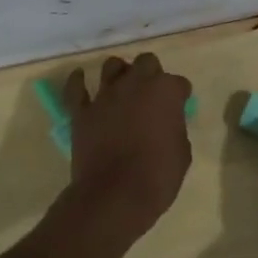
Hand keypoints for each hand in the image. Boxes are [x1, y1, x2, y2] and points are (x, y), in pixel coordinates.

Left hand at [61, 52, 193, 240]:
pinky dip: (77, 82)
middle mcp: (136, 84)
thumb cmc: (158, 176)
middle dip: (151, 74)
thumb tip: (166, 125)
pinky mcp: (82, 111)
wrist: (115, 195)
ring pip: (112, 65)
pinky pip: (75, 88)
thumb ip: (174, 129)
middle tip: (152, 93)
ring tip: (122, 87)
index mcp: (165, 92)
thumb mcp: (182, 153)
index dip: (179, 95)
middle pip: (146, 62)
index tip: (179, 108)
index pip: (178, 83)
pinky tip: (80, 78)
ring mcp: (106, 95)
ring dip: (120, 73)